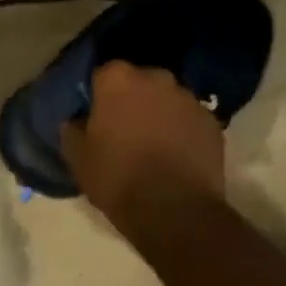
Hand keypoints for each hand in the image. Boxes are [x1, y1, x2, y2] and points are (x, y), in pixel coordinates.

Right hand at [62, 60, 226, 225]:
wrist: (175, 211)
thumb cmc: (118, 178)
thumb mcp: (78, 157)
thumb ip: (72, 130)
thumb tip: (76, 120)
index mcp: (118, 80)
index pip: (103, 74)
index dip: (99, 95)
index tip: (96, 115)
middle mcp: (156, 78)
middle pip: (139, 82)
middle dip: (132, 99)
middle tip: (124, 129)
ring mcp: (189, 99)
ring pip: (167, 99)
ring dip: (159, 114)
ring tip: (153, 145)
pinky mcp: (212, 122)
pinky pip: (189, 120)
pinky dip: (182, 131)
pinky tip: (176, 157)